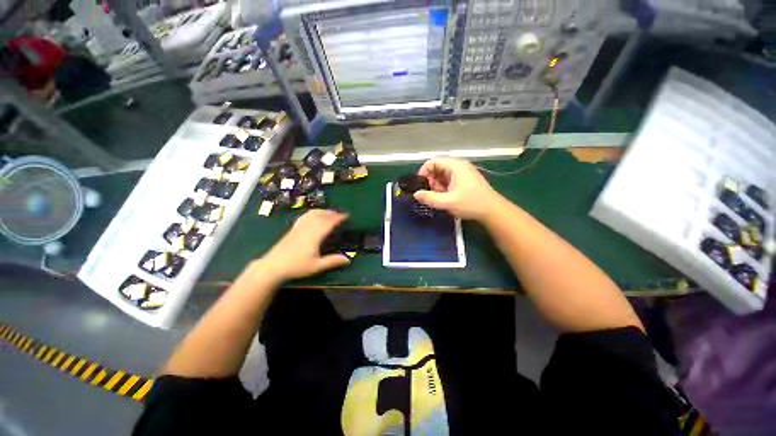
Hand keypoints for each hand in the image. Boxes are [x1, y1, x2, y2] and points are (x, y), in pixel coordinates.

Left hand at [258, 209, 350, 281]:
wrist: (273, 266)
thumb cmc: (296, 267)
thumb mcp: (316, 266)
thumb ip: (332, 261)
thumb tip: (348, 260)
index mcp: (314, 236)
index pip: (328, 223)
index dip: (338, 218)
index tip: (346, 216)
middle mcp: (307, 228)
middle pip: (321, 216)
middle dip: (332, 213)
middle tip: (341, 214)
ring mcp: (299, 227)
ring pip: (312, 214)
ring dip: (323, 211)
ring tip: (330, 213)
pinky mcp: (293, 229)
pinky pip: (304, 216)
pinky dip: (312, 213)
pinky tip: (314, 215)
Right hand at [414, 157, 501, 220]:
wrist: (493, 211)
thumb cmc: (471, 204)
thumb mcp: (448, 202)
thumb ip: (430, 198)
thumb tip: (416, 194)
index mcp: (456, 166)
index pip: (434, 161)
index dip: (424, 170)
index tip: (420, 184)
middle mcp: (460, 166)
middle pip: (438, 167)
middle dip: (431, 179)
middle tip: (429, 193)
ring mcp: (464, 173)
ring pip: (443, 174)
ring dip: (437, 184)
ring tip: (438, 197)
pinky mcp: (466, 180)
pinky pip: (450, 179)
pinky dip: (444, 186)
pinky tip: (445, 197)